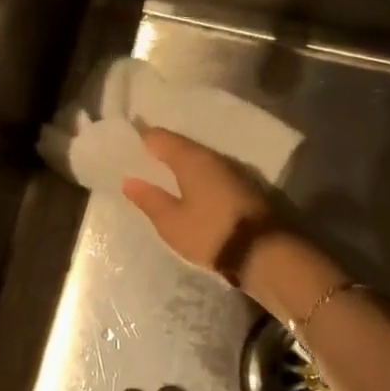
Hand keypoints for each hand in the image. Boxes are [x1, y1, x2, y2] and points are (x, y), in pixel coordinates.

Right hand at [121, 128, 272, 276]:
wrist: (263, 252)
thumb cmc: (210, 233)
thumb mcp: (171, 222)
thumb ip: (149, 199)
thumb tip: (129, 180)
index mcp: (191, 159)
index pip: (160, 138)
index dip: (142, 138)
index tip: (126, 143)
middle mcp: (213, 157)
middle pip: (182, 147)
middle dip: (162, 152)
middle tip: (140, 160)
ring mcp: (232, 171)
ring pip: (198, 160)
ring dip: (180, 166)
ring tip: (161, 176)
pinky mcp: (243, 188)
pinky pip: (211, 174)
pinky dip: (196, 178)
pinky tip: (187, 189)